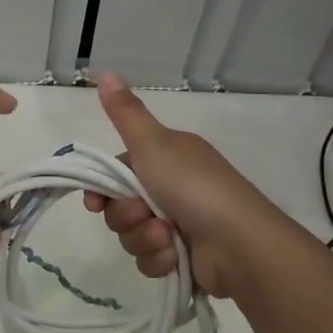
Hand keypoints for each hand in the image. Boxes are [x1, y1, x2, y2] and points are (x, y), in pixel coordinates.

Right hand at [83, 73, 288, 297]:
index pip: (118, 171)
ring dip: (144, 238)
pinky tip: (174, 257)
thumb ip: (126, 113)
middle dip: (126, 216)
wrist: (239, 244)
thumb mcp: (154, 144)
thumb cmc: (193, 186)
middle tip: (143, 214)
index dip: (101, 188)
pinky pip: (150, 260)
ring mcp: (180, 224)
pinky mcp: (184, 257)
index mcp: (166, 158)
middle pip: (121, 206)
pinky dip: (158, 259)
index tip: (94, 202)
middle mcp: (172, 188)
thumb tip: (105, 72)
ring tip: (167, 237)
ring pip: (133, 235)